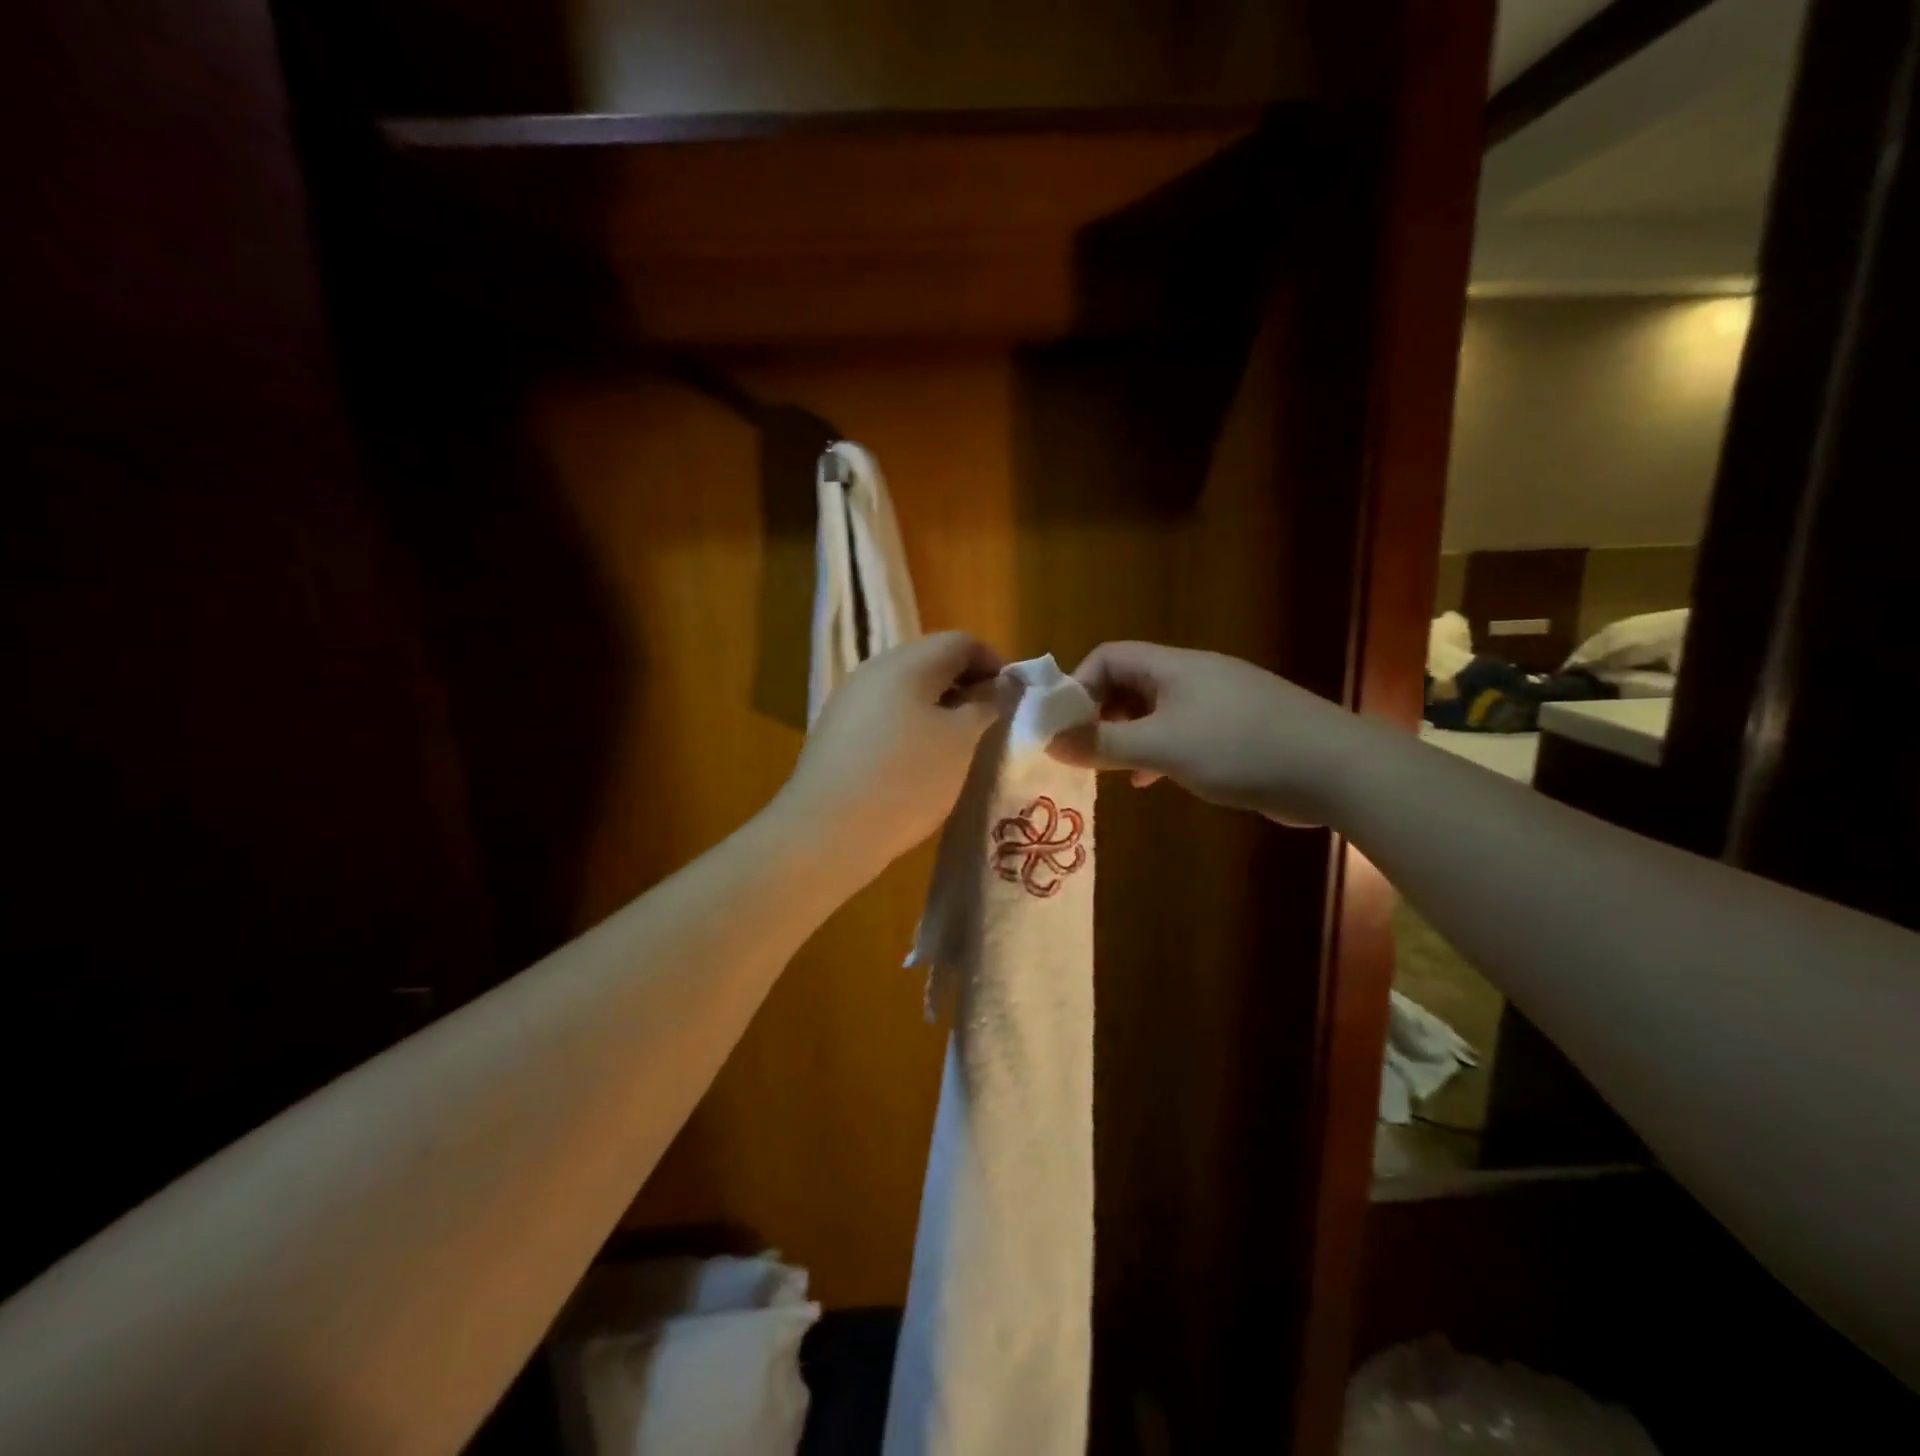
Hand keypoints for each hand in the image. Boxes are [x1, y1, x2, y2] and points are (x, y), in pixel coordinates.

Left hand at [775, 631, 1002, 873]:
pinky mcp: (835, 733)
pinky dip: (910, 728)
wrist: (828, 831)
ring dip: (938, 709)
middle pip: (930, 662)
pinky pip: (884, 716)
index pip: (961, 642)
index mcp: (907, 662)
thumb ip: (986, 705)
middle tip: (988, 724)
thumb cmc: (907, 778)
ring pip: (906, 691)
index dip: (994, 664)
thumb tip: (999, 685)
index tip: (1012, 701)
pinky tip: (917, 765)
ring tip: (957, 748)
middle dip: (965, 687)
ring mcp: (849, 701)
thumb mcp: (961, 741)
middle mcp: (873, 670)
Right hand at [1052, 641, 1370, 825]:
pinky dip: (1160, 751)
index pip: (1108, 657)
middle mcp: (1194, 676)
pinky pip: (1183, 732)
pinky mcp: (1239, 730)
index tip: (1064, 726)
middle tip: (1084, 751)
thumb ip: (1103, 743)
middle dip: (1100, 714)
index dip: (1078, 686)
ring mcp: (1220, 702)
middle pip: (1130, 682)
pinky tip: (1154, 780)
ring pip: (1156, 711)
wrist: (1337, 770)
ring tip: (1112, 769)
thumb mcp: (1162, 747)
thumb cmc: (1240, 749)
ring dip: (1128, 736)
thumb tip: (1051, 741)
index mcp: (1174, 667)